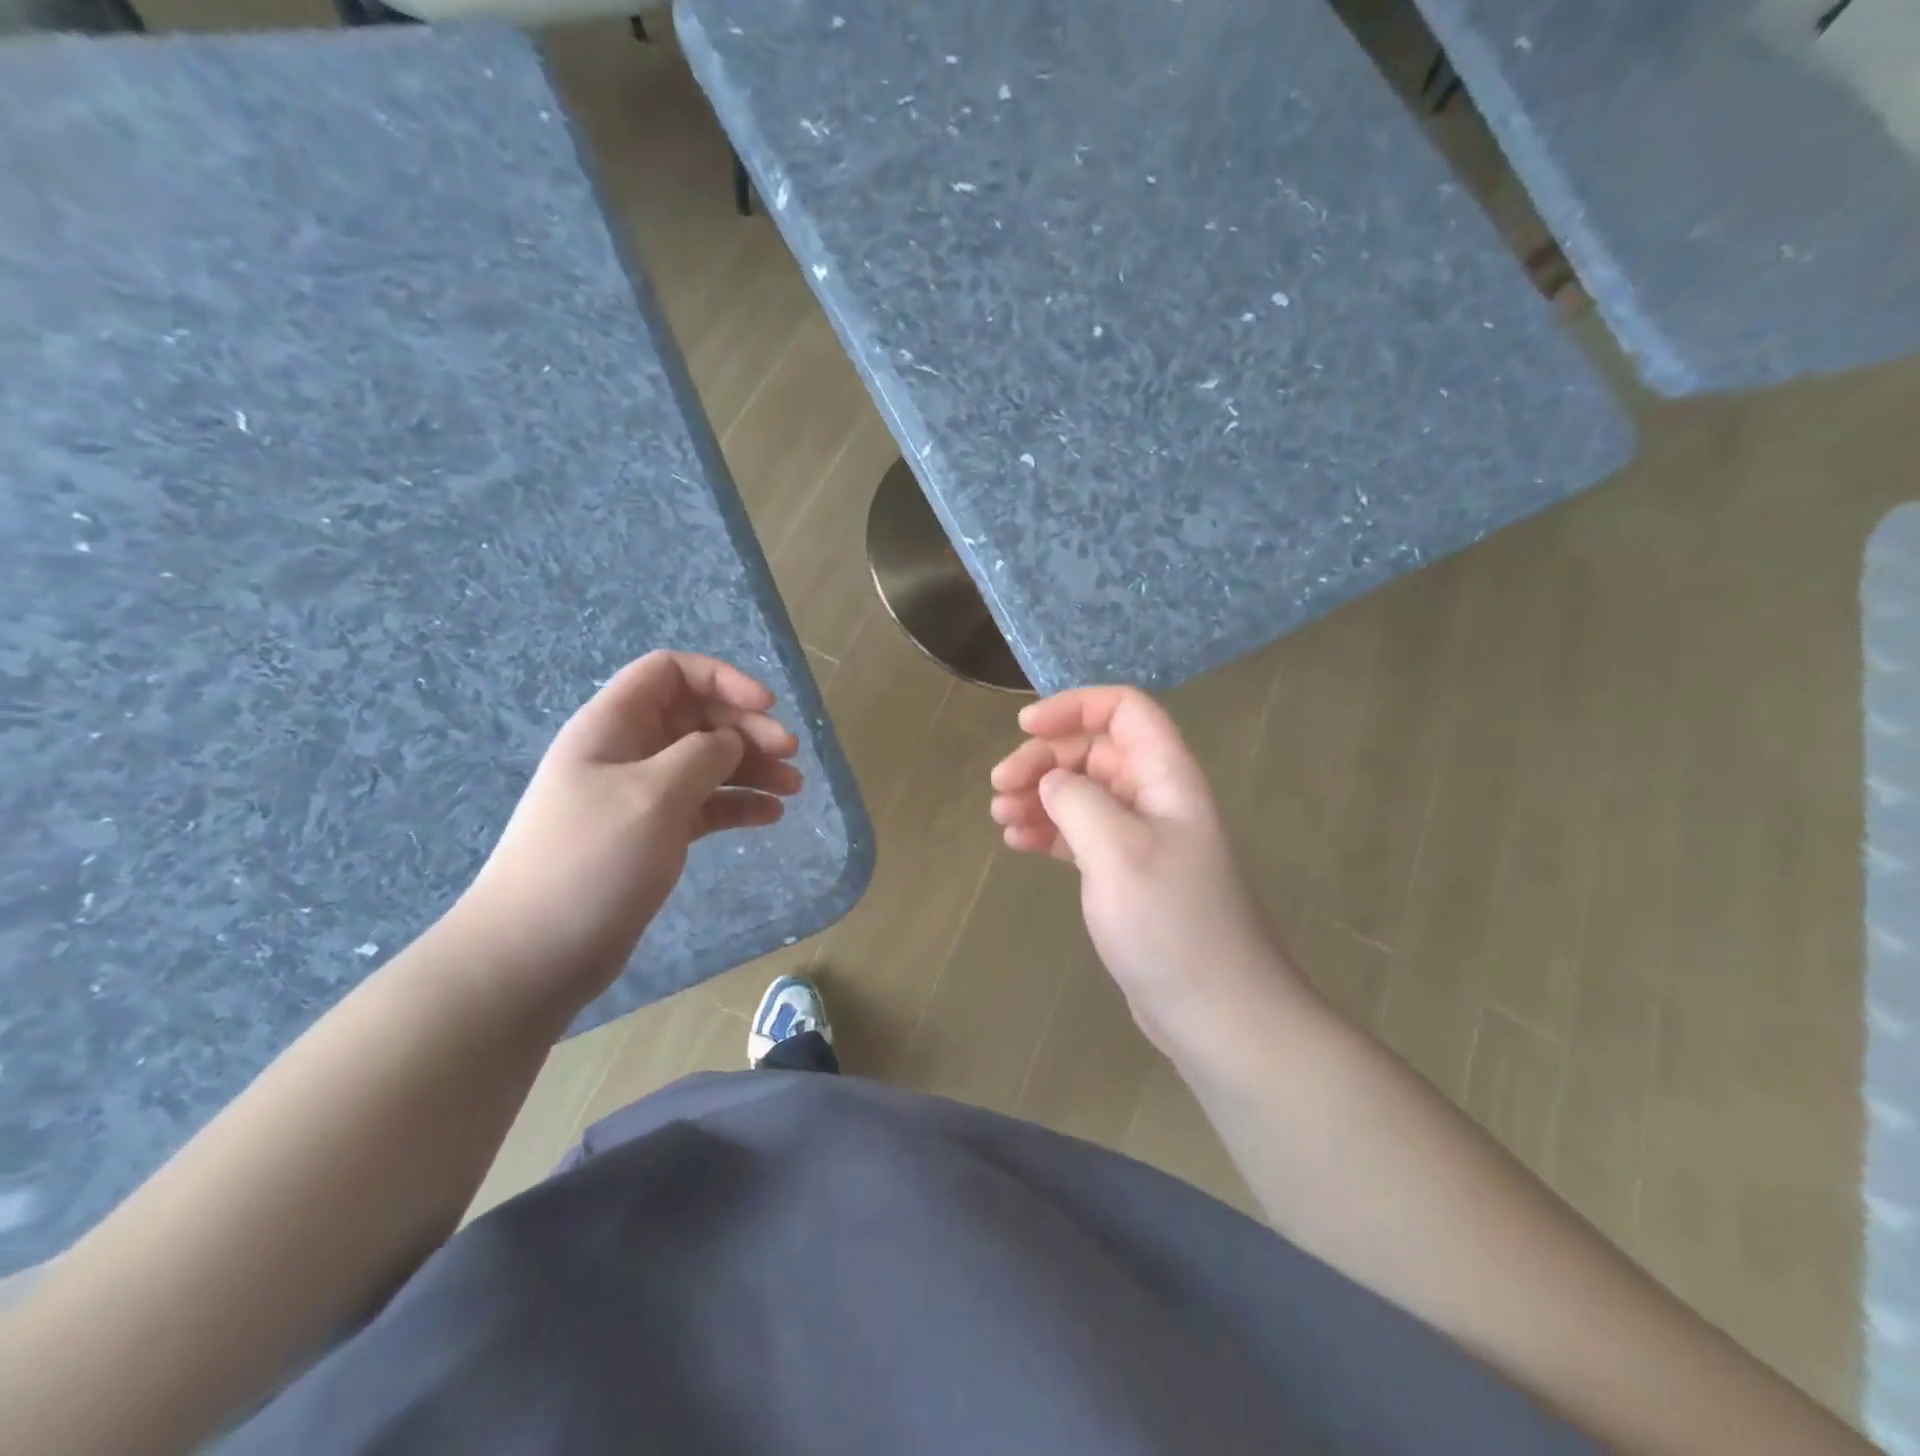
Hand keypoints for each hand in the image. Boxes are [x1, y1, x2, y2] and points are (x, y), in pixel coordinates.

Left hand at [457, 651, 801, 1010]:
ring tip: (793, 788)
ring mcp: (640, 796)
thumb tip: (731, 742)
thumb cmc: (591, 860)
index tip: (766, 706)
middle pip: (698, 717)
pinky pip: (705, 805)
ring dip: (752, 768)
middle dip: (747, 728)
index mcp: (613, 725)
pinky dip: (737, 804)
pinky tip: (770, 816)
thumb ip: (703, 755)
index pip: (671, 672)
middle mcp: (627, 752)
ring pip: (707, 762)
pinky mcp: (653, 835)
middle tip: (790, 754)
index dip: (722, 679)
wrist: (535, 954)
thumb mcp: (654, 795)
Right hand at [989, 686, 1302, 1052]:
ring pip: (1082, 792)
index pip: (1124, 709)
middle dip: (1044, 759)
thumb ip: (1078, 800)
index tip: (1026, 729)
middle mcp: (1155, 797)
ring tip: (1001, 817)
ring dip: (1039, 795)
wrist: (1218, 1011)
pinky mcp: (1126, 873)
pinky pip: (1081, 833)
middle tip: (999, 787)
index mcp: (1166, 776)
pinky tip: (1018, 843)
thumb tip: (1052, 781)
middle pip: (1094, 750)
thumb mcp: (1117, 850)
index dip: (1074, 707)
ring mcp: (1141, 837)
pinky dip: (1048, 830)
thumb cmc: (1171, 923)